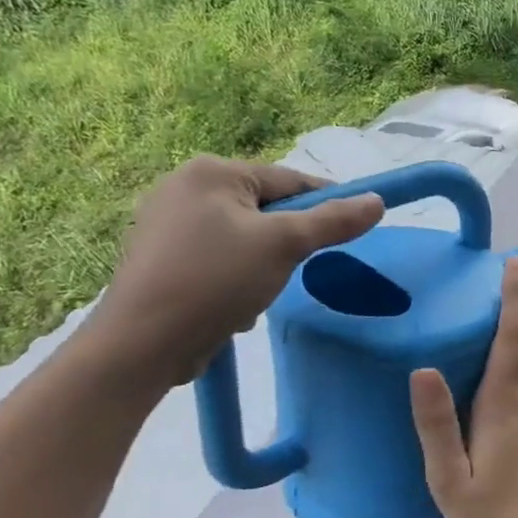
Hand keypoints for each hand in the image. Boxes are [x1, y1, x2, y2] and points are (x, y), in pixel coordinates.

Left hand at [86, 156, 382, 386]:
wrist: (140, 345)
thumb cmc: (215, 281)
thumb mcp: (284, 246)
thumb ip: (334, 221)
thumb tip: (377, 201)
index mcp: (212, 172)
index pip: (290, 180)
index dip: (326, 204)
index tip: (354, 228)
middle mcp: (183, 186)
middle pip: (265, 209)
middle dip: (285, 244)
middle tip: (293, 271)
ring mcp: (164, 221)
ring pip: (243, 237)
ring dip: (261, 264)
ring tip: (255, 295)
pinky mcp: (157, 256)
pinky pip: (216, 256)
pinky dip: (232, 277)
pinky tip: (229, 305)